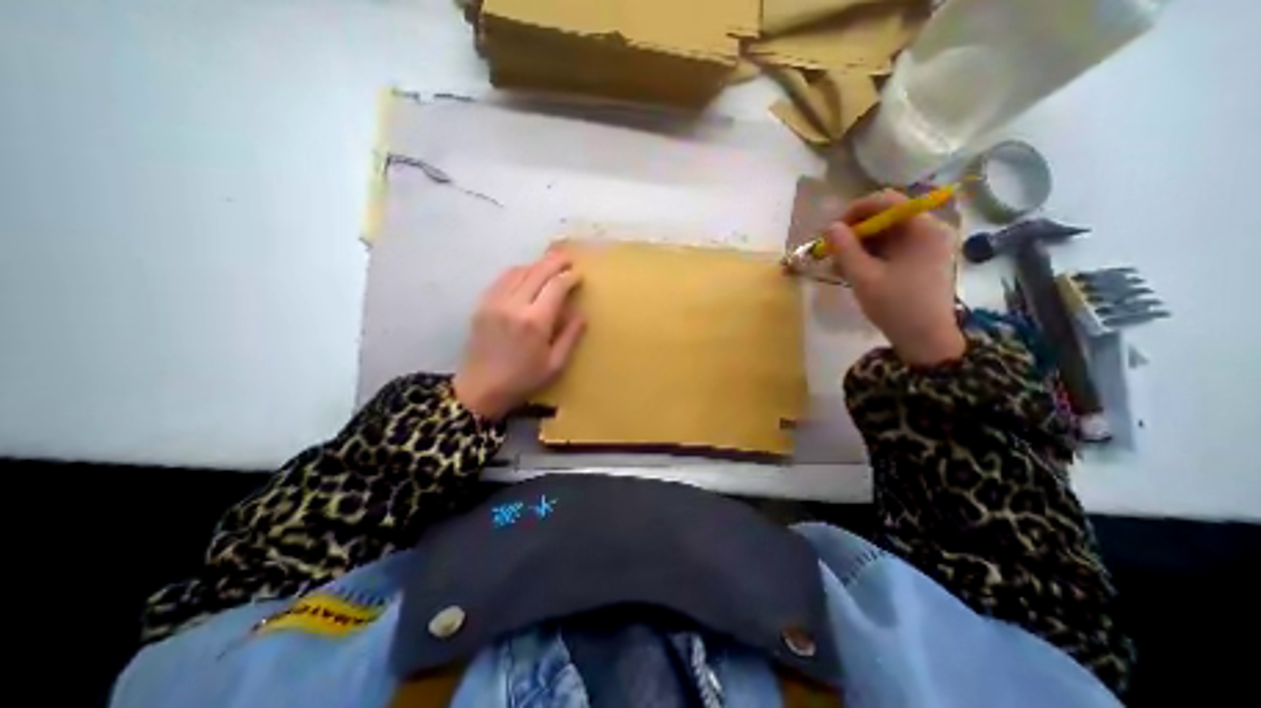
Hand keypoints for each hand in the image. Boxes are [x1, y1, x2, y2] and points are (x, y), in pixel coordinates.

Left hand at [457, 251, 589, 415]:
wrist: (480, 389)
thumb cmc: (523, 380)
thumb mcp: (555, 365)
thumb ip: (570, 336)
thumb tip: (581, 314)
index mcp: (535, 322)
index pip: (556, 286)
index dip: (569, 277)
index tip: (579, 275)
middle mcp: (514, 305)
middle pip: (537, 272)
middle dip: (555, 262)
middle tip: (568, 258)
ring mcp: (494, 302)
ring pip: (518, 271)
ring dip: (536, 265)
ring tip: (549, 264)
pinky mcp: (482, 304)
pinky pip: (502, 279)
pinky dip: (518, 271)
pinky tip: (526, 274)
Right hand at [829, 188, 966, 364]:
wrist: (925, 339)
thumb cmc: (896, 306)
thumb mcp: (864, 277)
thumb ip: (845, 249)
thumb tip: (830, 227)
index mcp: (923, 229)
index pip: (887, 201)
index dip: (855, 211)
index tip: (833, 230)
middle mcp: (929, 231)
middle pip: (885, 217)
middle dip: (854, 232)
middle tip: (832, 251)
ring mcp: (926, 247)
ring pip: (885, 235)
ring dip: (858, 246)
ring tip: (838, 265)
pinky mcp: (920, 261)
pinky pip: (890, 249)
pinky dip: (869, 256)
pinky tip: (852, 271)